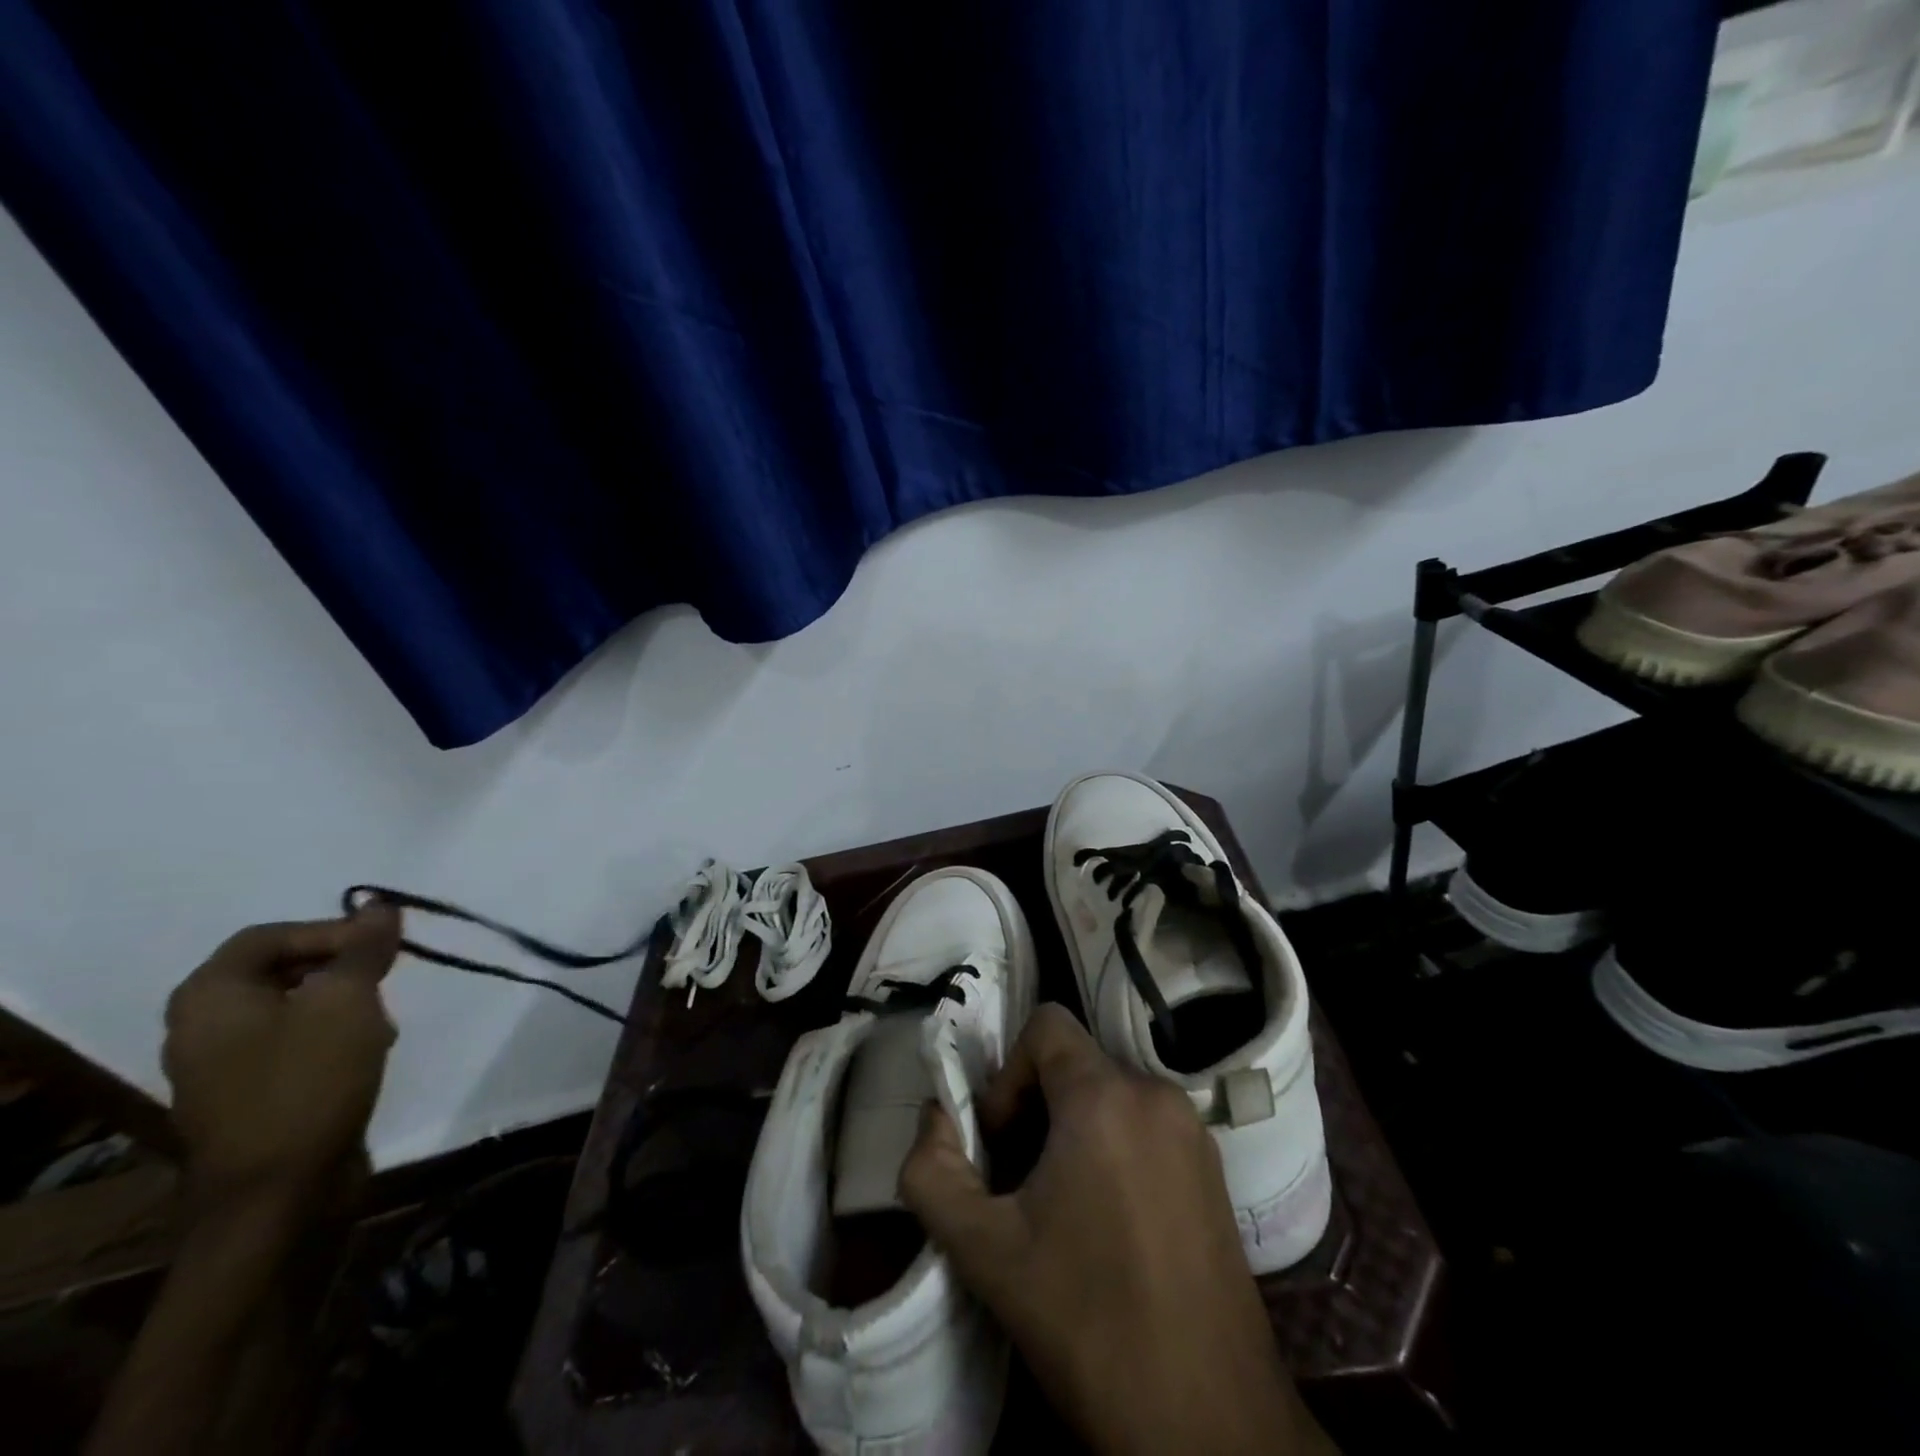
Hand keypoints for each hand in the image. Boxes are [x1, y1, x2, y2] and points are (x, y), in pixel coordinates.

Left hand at [162, 907, 401, 1219]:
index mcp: (210, 997)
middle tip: (388, 978)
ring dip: (344, 1003)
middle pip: (282, 969)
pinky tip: (367, 1053)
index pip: (271, 935)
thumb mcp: (347, 1002)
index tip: (384, 946)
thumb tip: (379, 906)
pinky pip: (295, 1043)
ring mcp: (223, 1066)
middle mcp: (203, 1026)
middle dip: (343, 967)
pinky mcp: (251, 1095)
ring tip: (381, 1022)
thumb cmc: (308, 1083)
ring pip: (295, 1007)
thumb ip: (363, 949)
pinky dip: (334, 1036)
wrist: (279, 1194)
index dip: (331, 930)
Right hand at [900, 1004, 1335, 1455]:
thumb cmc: (1088, 1323)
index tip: (1000, 1142)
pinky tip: (1107, 1225)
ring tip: (1060, 1210)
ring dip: (1072, 1132)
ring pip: (1110, 1095)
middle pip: (1075, 1064)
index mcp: (1106, 1097)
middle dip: (1034, 1109)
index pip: (1045, 1024)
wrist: (1208, 1422)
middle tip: (1019, 1184)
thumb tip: (934, 1117)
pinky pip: (1146, 1125)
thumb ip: (932, 1170)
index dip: (1008, 1074)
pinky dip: (1113, 1149)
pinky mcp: (1215, 1168)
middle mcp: (1157, 1094)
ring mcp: (1193, 1130)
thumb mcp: (984, 1251)